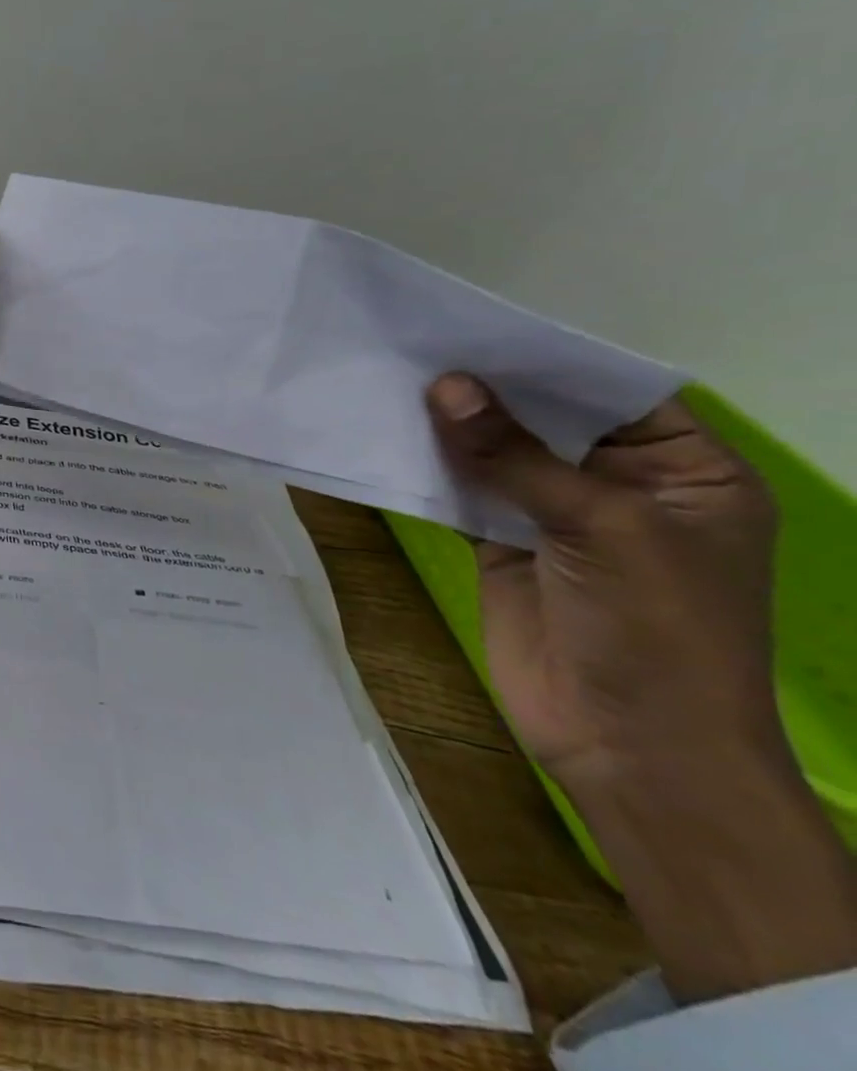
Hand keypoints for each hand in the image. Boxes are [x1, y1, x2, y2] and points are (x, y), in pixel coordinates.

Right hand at [428, 374, 856, 1001]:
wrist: (627, 745)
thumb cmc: (654, 629)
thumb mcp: (599, 526)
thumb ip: (515, 455)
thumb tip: (444, 385)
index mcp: (682, 472)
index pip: (613, 392)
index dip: (548, 359)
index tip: (476, 325)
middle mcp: (618, 484)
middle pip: (545, 419)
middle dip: (488, 388)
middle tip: (417, 343)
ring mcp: (554, 515)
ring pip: (495, 453)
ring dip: (450, 425)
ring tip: (390, 377)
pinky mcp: (502, 542)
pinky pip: (462, 491)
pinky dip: (429, 466)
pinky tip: (387, 435)